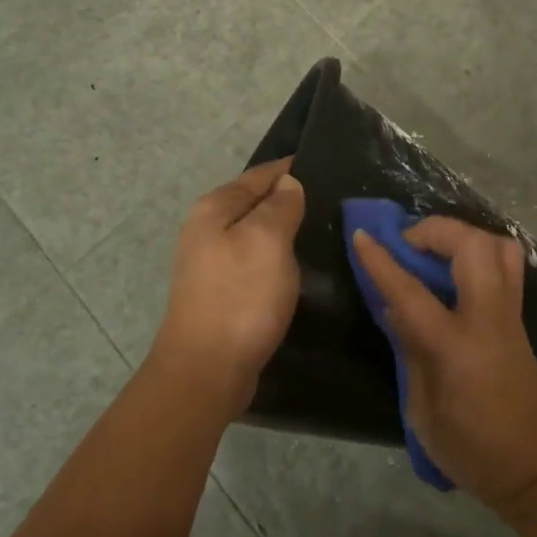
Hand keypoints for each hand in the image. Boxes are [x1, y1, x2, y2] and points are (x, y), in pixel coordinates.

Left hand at [146, 159, 305, 416]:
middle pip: (254, 202)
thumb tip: (288, 182)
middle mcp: (205, 229)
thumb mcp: (267, 240)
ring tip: (319, 230)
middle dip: (287, 199)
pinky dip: (274, 257)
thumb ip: (280, 206)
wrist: (206, 370)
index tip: (326, 166)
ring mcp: (210, 262)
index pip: (259, 175)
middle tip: (331, 200)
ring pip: (254, 233)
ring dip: (282, 230)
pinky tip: (295, 266)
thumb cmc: (240, 297)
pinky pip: (253, 260)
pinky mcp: (220, 291)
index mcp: (214, 208)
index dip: (290, 169)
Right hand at [352, 216, 536, 512]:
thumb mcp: (423, 411)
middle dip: (435, 230)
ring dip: (463, 236)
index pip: (411, 292)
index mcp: (457, 347)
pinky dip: (480, 252)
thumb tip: (394, 308)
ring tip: (434, 251)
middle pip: (472, 246)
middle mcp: (489, 318)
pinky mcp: (519, 317)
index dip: (381, 261)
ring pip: (499, 246)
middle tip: (407, 243)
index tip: (359, 235)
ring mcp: (510, 314)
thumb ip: (410, 351)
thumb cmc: (472, 450)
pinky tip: (456, 272)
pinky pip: (507, 265)